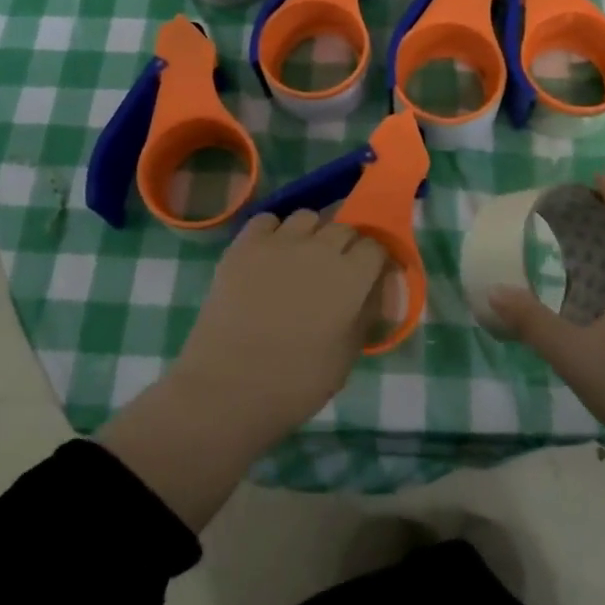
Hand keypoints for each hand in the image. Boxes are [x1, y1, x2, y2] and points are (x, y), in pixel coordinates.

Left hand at [167, 209, 389, 453]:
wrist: (228, 387)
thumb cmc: (296, 382)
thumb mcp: (347, 356)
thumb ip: (367, 313)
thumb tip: (376, 289)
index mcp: (352, 276)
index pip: (375, 246)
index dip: (372, 261)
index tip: (366, 278)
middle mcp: (320, 248)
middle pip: (343, 227)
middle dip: (344, 245)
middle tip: (333, 273)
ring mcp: (279, 242)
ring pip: (306, 217)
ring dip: (310, 234)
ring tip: (299, 259)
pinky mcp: (244, 245)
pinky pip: (266, 220)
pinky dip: (272, 231)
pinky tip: (268, 255)